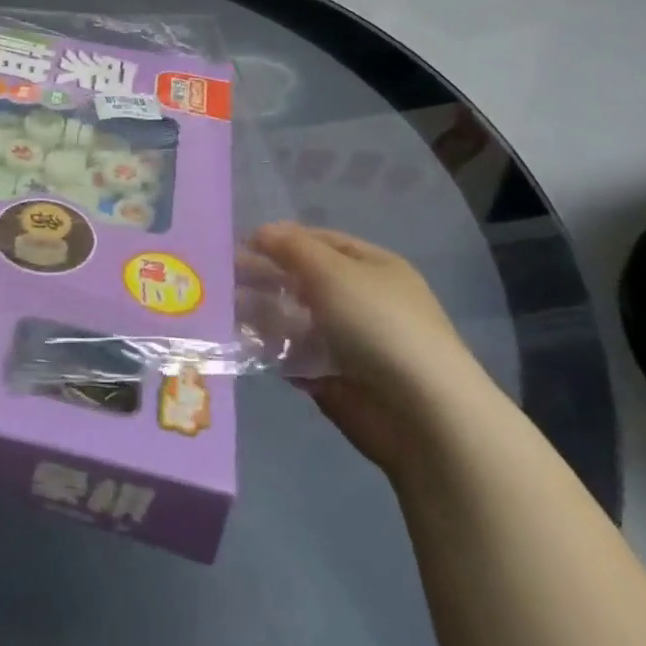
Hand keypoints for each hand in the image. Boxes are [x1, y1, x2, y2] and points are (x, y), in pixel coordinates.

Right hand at [249, 223, 495, 477]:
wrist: (422, 413)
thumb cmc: (379, 325)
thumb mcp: (332, 271)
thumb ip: (291, 247)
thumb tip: (260, 231)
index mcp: (372, 267)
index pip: (319, 241)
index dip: (280, 239)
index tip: (239, 244)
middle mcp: (361, 300)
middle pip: (302, 280)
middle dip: (265, 276)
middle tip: (222, 278)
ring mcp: (348, 341)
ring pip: (293, 318)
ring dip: (262, 313)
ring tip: (225, 309)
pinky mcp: (333, 377)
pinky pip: (294, 356)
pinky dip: (271, 350)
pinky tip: (242, 344)